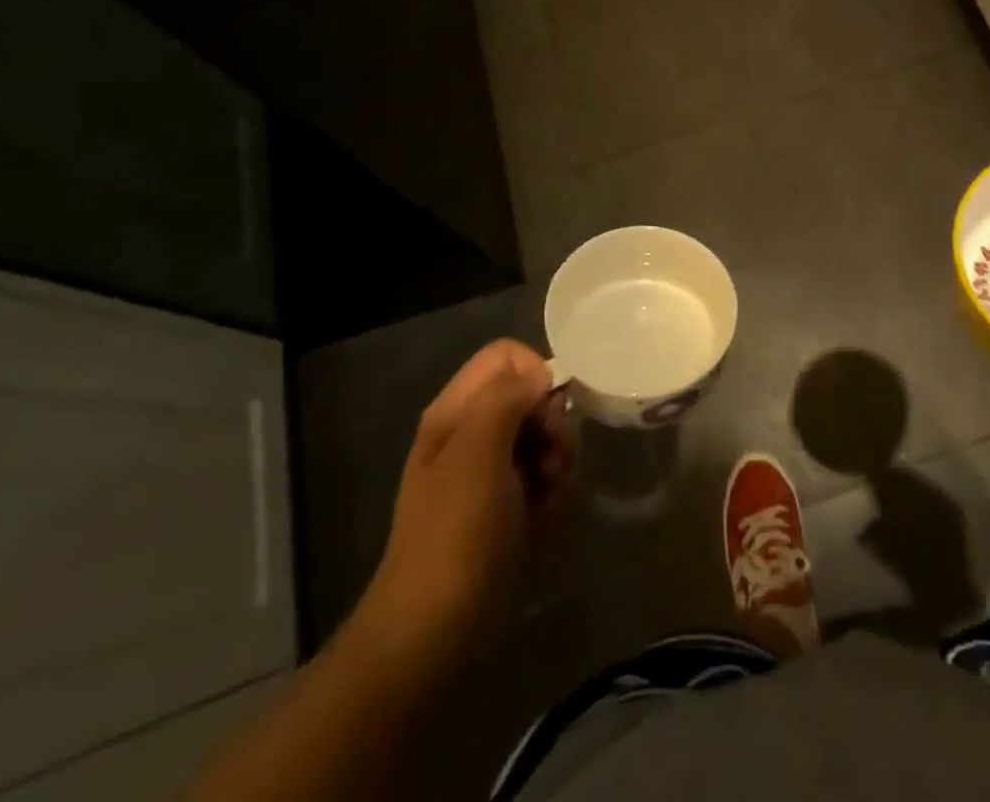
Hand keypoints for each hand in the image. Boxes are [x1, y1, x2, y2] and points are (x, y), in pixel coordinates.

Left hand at [355, 340, 574, 664]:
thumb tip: (540, 376)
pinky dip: (551, 486)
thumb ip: (505, 399)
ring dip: (557, 455)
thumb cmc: (454, 535)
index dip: (535, 372)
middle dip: (551, 419)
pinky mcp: (504, 504)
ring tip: (551, 489)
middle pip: (528, 393)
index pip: (505, 356)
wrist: (432, 632)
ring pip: (540, 433)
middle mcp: (470, 432)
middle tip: (554, 456)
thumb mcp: (476, 454)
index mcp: (455, 412)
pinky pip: (541, 472)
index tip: (549, 411)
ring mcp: (486, 470)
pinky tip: (545, 512)